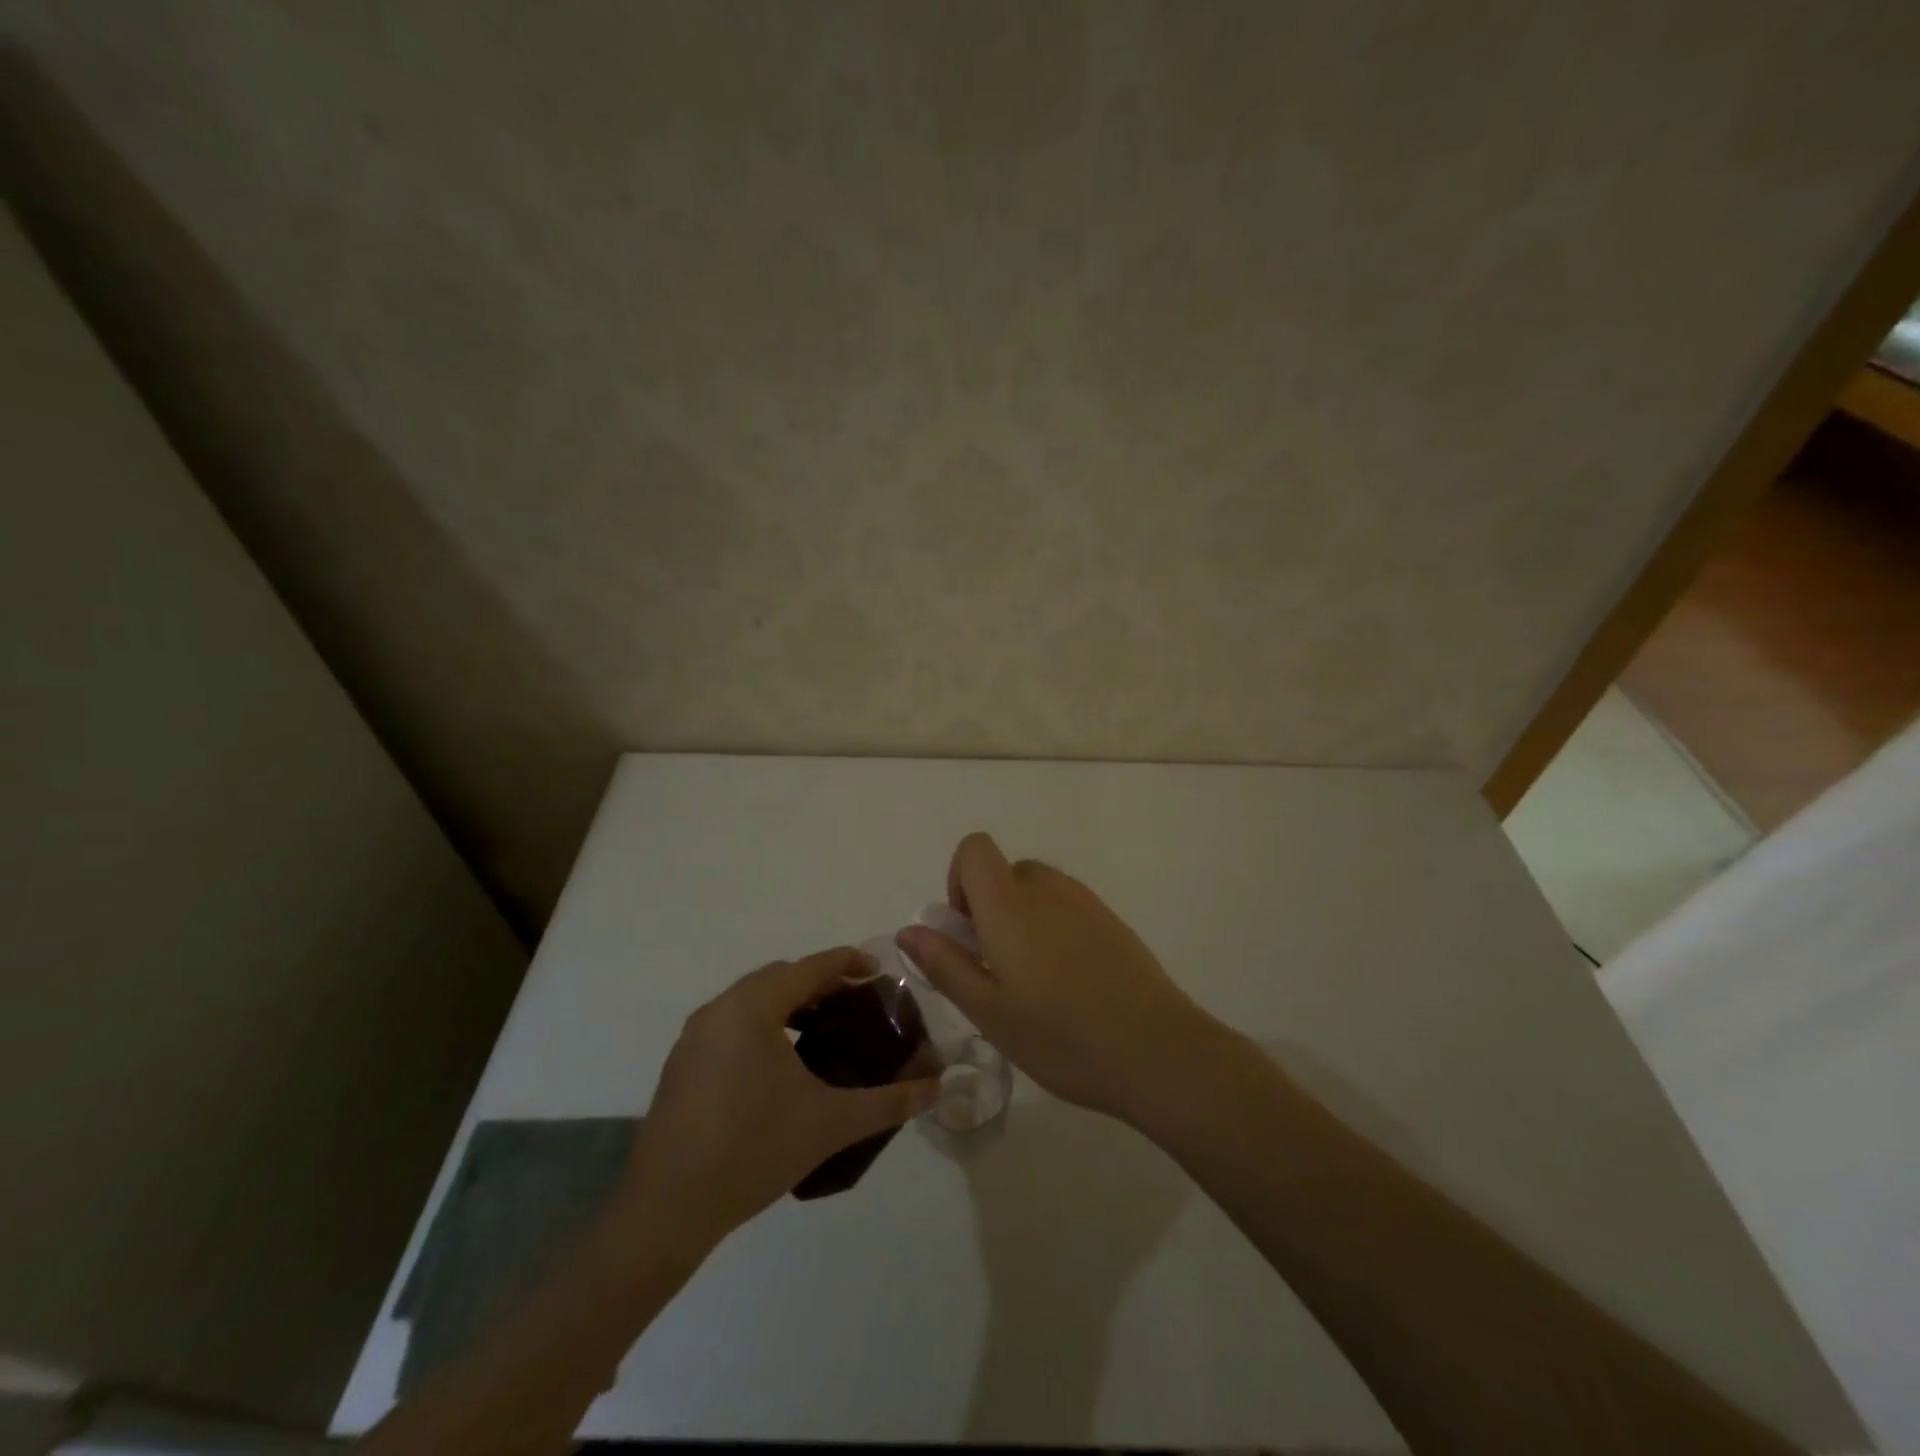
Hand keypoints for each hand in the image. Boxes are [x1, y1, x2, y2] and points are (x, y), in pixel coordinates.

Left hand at [618, 949, 938, 1248]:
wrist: (667, 1211)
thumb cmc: (752, 1151)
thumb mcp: (830, 1123)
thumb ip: (888, 1101)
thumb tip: (936, 1089)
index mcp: (752, 1008)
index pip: (809, 968)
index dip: (847, 963)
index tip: (878, 971)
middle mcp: (719, 1010)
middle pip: (779, 978)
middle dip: (819, 983)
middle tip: (855, 1005)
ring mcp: (694, 1037)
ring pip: (751, 1000)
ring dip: (788, 1004)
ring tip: (822, 1032)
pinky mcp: (681, 1065)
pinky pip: (731, 1024)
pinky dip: (762, 1025)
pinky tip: (780, 1065)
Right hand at [896, 833, 1224, 1123]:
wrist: (1156, 1050)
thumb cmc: (1061, 1036)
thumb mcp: (989, 1011)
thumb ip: (945, 964)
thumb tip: (910, 930)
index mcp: (1010, 904)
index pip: (975, 848)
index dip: (959, 878)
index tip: (966, 929)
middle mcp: (1047, 889)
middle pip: (1005, 871)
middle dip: (990, 907)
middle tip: (996, 967)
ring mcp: (1085, 902)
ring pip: (1038, 890)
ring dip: (1022, 919)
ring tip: (1034, 982)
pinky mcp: (1112, 920)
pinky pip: (1068, 907)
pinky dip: (1054, 929)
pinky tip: (1070, 984)